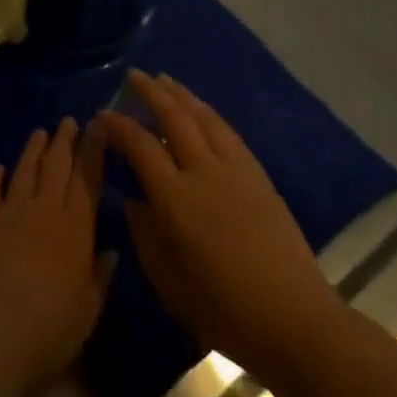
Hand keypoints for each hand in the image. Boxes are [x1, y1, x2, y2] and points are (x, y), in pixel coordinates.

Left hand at [0, 117, 111, 396]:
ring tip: (40, 132)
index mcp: (77, 228)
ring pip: (25, 170)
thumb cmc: (48, 330)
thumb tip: (110, 252)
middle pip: (57, 165)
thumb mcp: (87, 311)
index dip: (94, 150)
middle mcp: (45, 209)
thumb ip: (99, 278)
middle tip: (69, 121)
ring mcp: (10, 210)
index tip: (98, 126)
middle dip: (65, 140)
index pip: (88, 178)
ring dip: (33, 150)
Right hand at [97, 71, 344, 382]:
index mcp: (176, 199)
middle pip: (175, 116)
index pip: (141, 145)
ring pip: (204, 116)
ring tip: (164, 80)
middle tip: (133, 76)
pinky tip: (201, 110)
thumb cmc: (223, 310)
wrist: (294, 320)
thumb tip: (133, 201)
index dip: (118, 126)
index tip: (102, 115)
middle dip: (151, 92)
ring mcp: (235, 170)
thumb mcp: (168, 282)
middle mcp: (204, 172)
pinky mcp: (259, 175)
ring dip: (181, 94)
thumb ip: (145, 235)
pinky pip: (227, 131)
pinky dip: (208, 112)